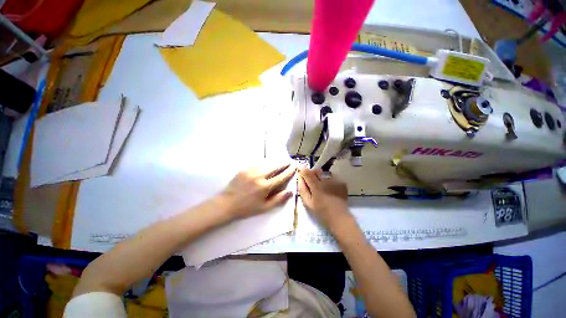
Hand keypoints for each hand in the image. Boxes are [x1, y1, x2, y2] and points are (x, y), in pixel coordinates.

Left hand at [218, 164, 296, 219]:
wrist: (227, 203)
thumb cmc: (247, 208)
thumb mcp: (264, 207)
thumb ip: (278, 199)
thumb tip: (290, 192)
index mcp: (264, 187)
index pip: (281, 177)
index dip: (289, 172)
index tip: (294, 167)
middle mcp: (259, 176)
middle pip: (274, 167)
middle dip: (282, 164)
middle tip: (288, 162)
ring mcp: (251, 171)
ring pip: (266, 164)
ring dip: (274, 164)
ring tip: (279, 164)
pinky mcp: (244, 169)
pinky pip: (257, 165)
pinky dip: (264, 165)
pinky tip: (266, 167)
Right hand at [298, 168, 351, 231]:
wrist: (339, 217)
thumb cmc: (321, 211)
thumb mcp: (308, 202)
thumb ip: (302, 189)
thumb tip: (299, 177)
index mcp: (316, 186)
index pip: (307, 173)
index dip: (303, 170)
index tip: (300, 170)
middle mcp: (326, 180)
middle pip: (316, 171)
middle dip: (312, 173)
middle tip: (311, 181)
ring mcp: (335, 181)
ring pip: (324, 174)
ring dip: (321, 177)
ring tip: (322, 187)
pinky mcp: (341, 183)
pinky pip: (332, 178)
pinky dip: (329, 181)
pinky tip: (330, 189)